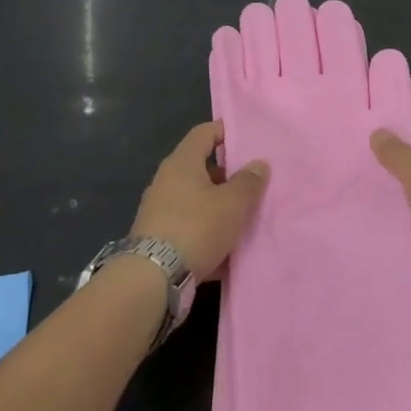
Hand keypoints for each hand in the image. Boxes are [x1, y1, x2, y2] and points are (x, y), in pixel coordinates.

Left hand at [129, 122, 268, 281]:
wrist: (152, 278)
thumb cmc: (197, 227)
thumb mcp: (233, 203)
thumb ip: (249, 181)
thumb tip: (258, 164)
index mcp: (182, 162)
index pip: (204, 132)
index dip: (225, 131)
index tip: (247, 140)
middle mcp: (166, 180)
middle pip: (200, 168)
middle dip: (227, 176)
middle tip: (251, 185)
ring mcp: (158, 209)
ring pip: (195, 199)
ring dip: (217, 207)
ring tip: (242, 219)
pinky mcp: (156, 237)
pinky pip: (188, 226)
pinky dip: (205, 232)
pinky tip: (224, 250)